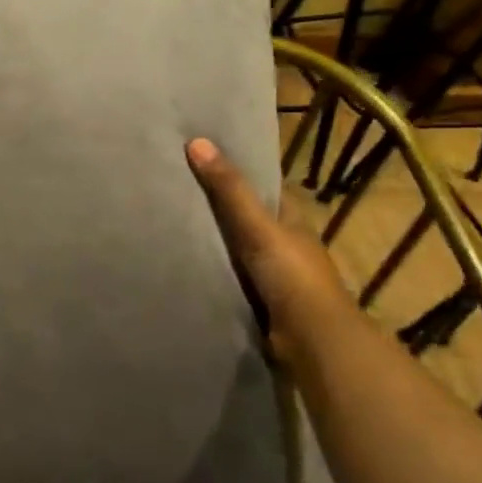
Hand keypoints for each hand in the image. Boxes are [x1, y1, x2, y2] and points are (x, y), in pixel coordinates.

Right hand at [186, 136, 356, 355]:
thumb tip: (197, 141)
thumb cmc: (292, 276)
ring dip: (214, 244)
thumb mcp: (258, 226)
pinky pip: (230, 279)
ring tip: (170, 225)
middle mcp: (286, 246)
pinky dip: (212, 272)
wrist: (312, 341)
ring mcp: (275, 277)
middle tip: (176, 190)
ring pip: (238, 251)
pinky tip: (184, 266)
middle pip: (249, 220)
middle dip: (220, 209)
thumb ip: (229, 189)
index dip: (240, 173)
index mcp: (293, 221)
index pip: (266, 189)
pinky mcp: (261, 304)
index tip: (204, 159)